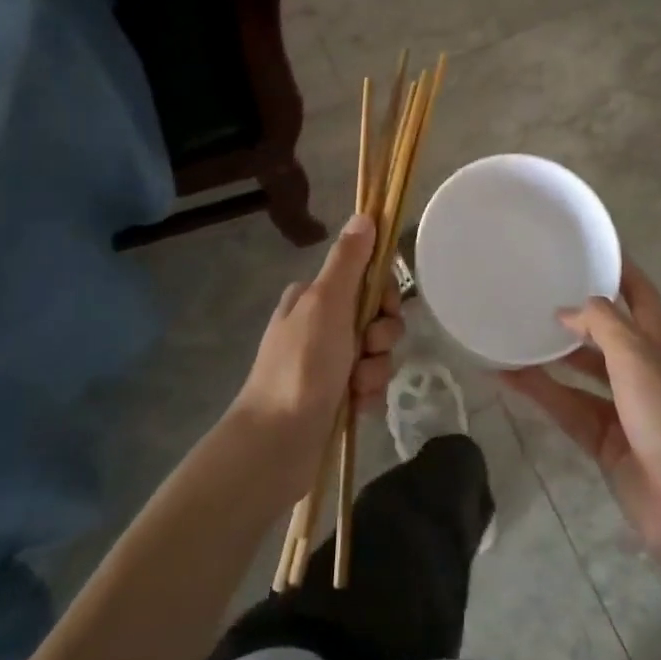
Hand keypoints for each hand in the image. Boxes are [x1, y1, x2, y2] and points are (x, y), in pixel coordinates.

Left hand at [230, 214, 403, 496]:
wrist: (276, 444)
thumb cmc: (302, 365)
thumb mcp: (326, 303)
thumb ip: (349, 260)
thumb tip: (365, 215)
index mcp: (314, 297)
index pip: (367, 279)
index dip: (384, 295)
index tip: (384, 309)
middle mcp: (320, 324)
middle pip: (377, 317)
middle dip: (380, 338)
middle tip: (366, 352)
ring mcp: (326, 362)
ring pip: (377, 353)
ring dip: (375, 370)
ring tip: (355, 388)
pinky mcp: (334, 396)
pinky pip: (370, 385)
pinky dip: (367, 395)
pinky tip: (355, 407)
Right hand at [499, 260, 660, 563]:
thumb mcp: (637, 354)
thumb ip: (601, 323)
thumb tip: (567, 311)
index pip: (638, 291)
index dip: (616, 267)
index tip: (582, 246)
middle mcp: (644, 367)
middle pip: (606, 331)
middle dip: (575, 313)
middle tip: (533, 290)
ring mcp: (625, 406)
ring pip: (581, 372)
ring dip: (551, 355)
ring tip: (512, 331)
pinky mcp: (605, 440)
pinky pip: (567, 407)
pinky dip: (541, 394)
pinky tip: (507, 378)